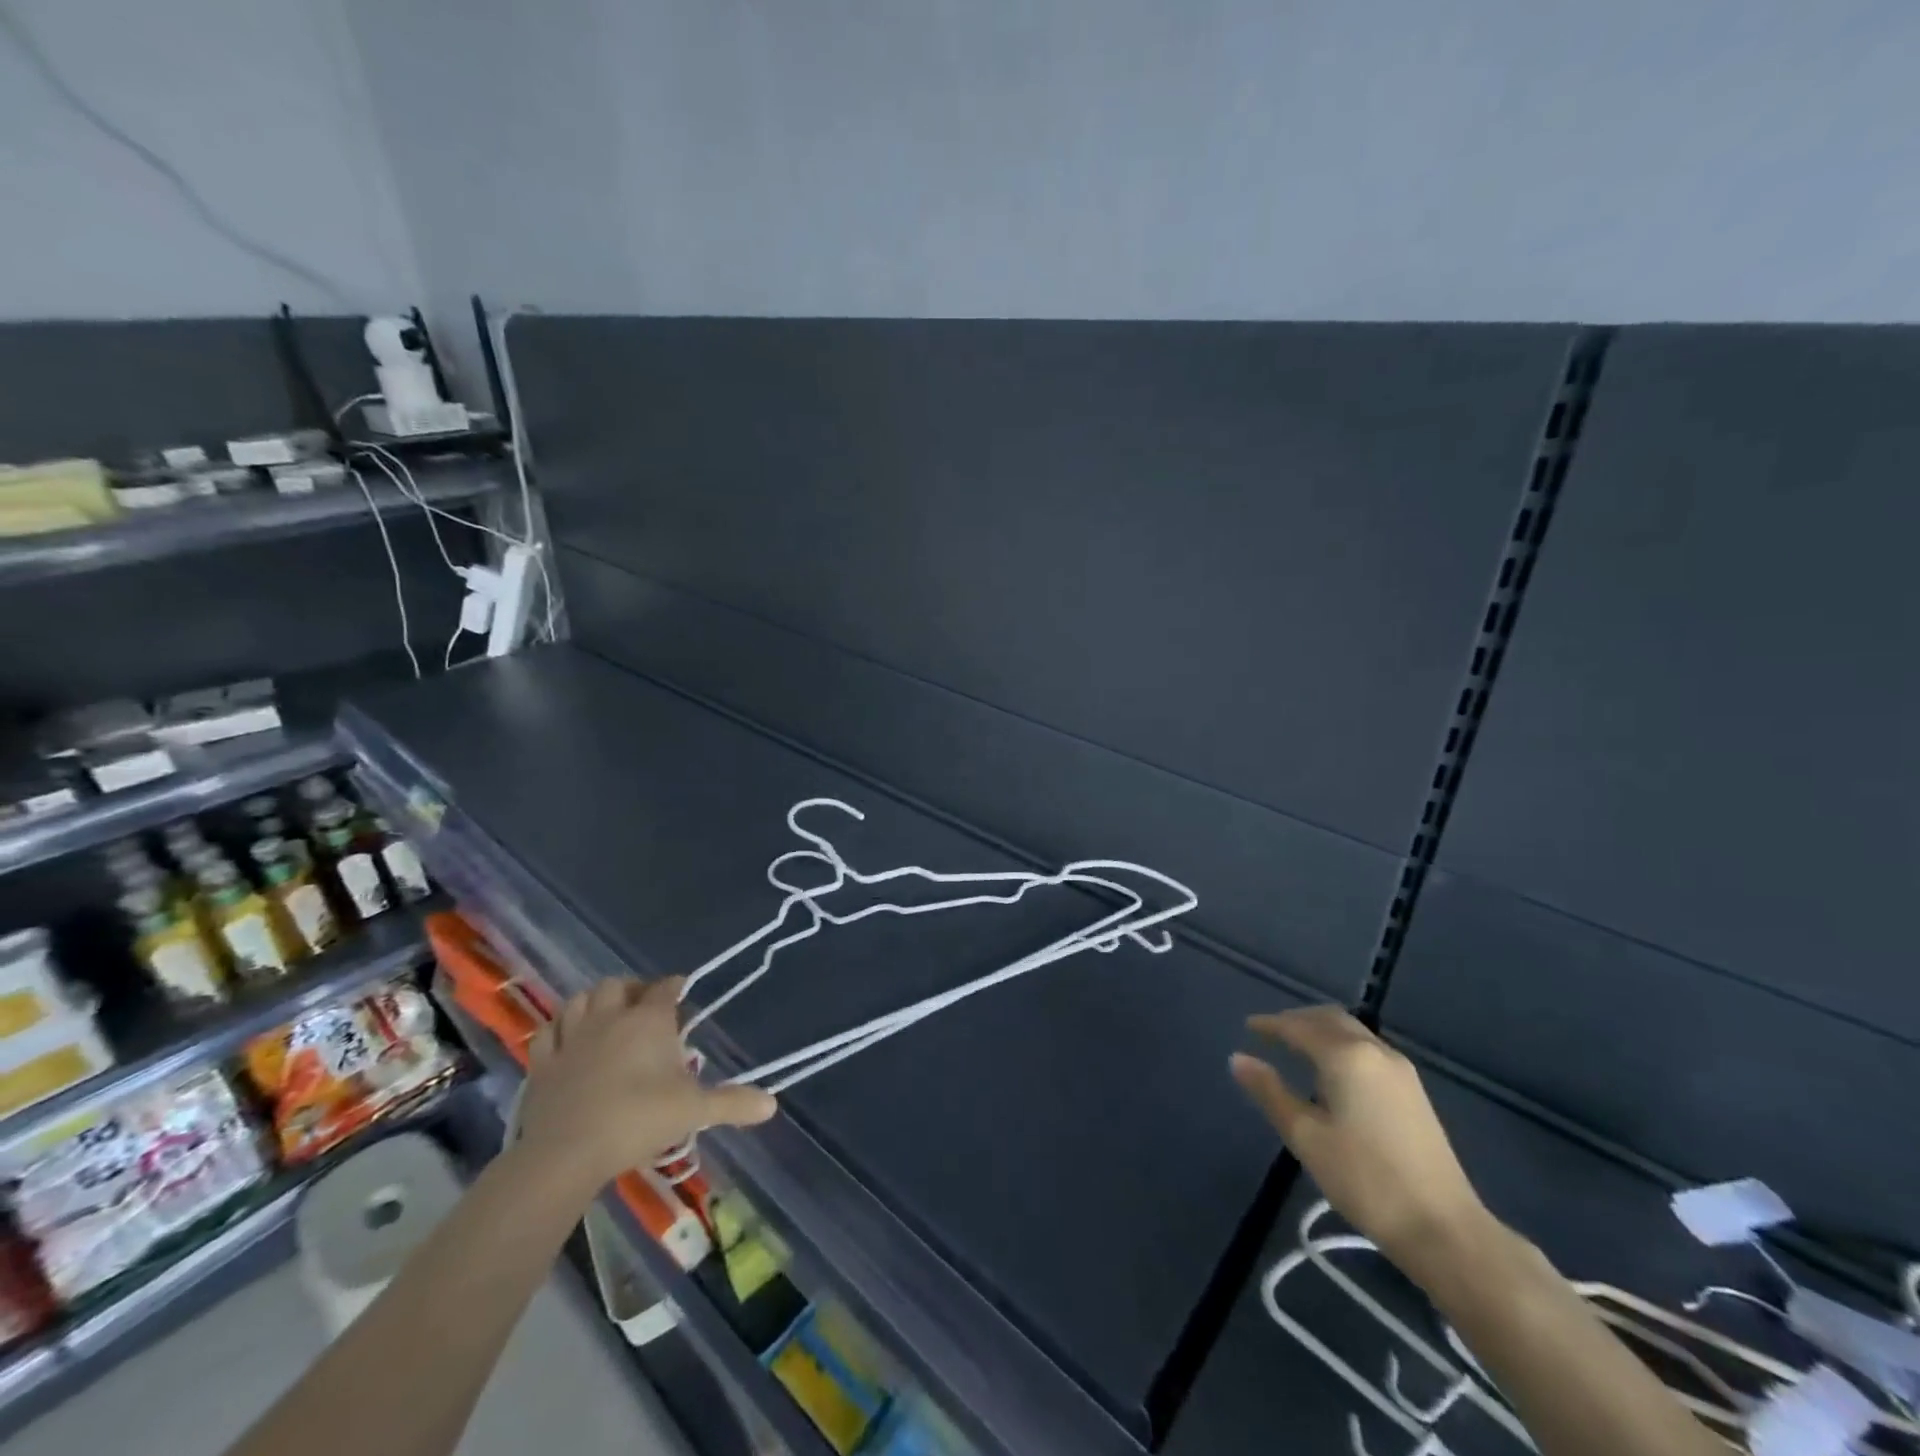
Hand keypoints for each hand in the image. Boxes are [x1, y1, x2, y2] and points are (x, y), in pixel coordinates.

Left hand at [517, 977, 777, 1198]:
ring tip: (604, 1014)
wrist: (567, 1153)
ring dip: (593, 1001)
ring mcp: (571, 1038)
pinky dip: (558, 1029)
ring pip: (579, 1001)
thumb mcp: (694, 1110)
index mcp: (648, 1020)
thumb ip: (732, 1103)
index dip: (675, 986)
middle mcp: (609, 1018)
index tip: (682, 991)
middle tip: (642, 1005)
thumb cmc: (638, 1119)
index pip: (665, 988)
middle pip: (616, 986)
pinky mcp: (542, 1064)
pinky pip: (547, 1032)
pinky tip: (565, 1038)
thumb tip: (771, 1105)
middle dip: (631, 989)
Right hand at [1230, 1006, 1492, 1268]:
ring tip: (1296, 1049)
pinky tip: (1331, 1073)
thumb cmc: (1366, 1180)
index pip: (1299, 1027)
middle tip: (1270, 1033)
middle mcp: (1375, 1051)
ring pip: (1352, 1032)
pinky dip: (1341, 1046)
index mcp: (1346, 1056)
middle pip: (1330, 1019)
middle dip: (1298, 1020)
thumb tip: (1238, 1058)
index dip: (1270, 1025)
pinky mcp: (1414, 1091)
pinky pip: (1367, 1049)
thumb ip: (1270, 1092)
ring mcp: (1400, 1070)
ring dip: (1321, 1031)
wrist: (1444, 1229)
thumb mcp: (1306, 1137)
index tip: (1248, 1027)